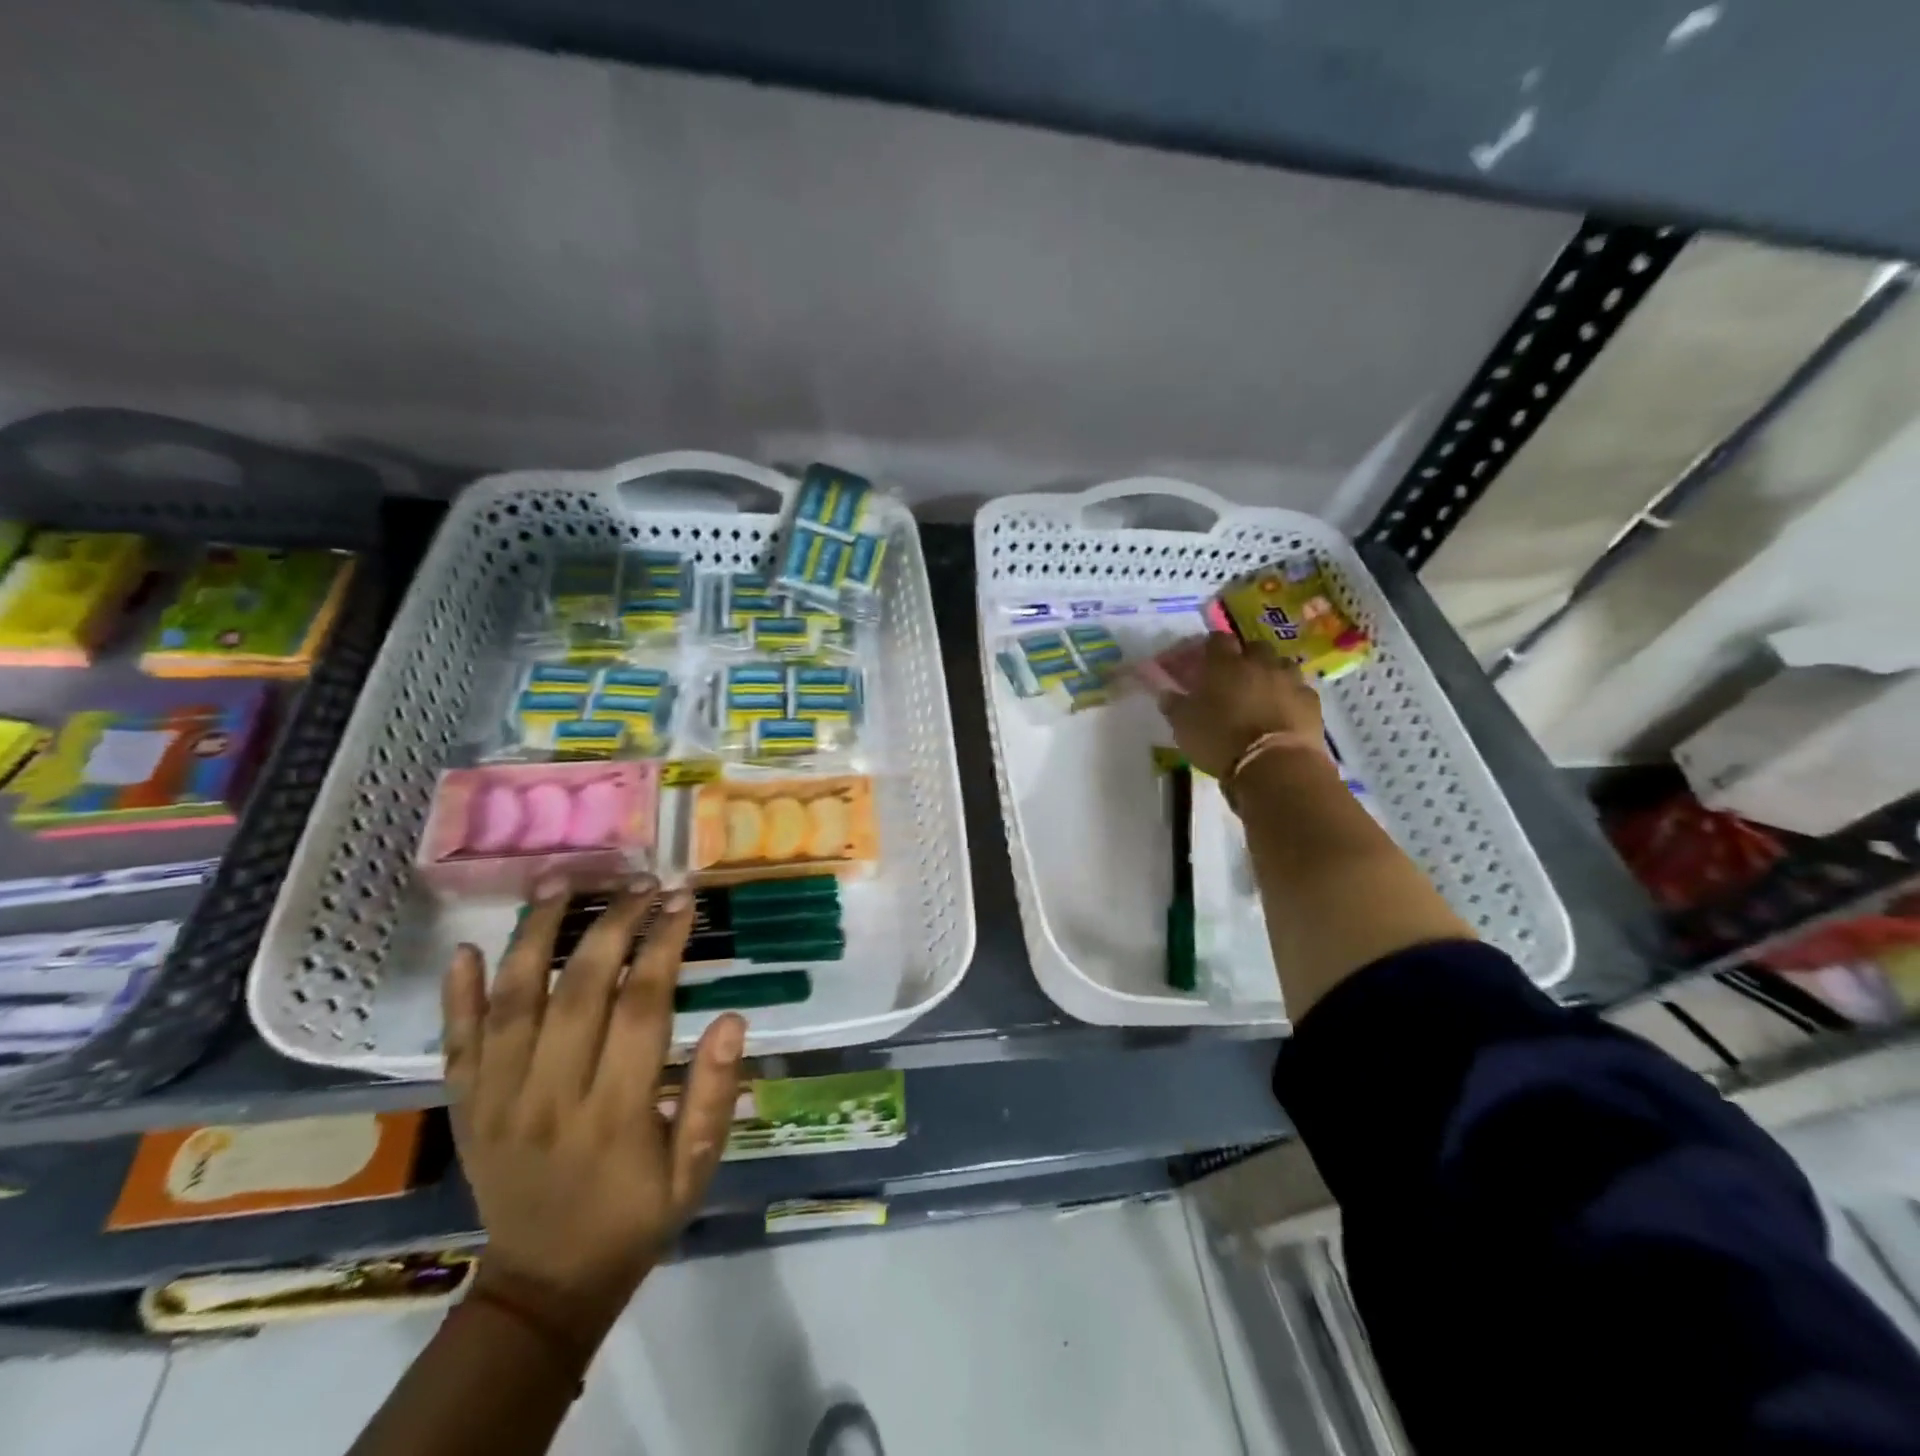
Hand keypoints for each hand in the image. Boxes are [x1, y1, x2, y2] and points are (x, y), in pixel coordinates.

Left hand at [441, 876, 744, 1345]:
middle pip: (578, 988)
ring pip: (512, 1001)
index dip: (663, 945)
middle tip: (641, 880)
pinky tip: (467, 948)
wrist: (544, 1285)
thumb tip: (732, 1019)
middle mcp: (550, 1095)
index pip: (641, 1006)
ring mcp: (497, 1100)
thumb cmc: (635, 1218)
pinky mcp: (465, 1107)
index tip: (682, 901)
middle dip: (613, 922)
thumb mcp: (696, 1170)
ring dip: (536, 934)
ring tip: (563, 882)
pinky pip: (456, 1043)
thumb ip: (715, 1095)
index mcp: (615, 1113)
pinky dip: (456, 995)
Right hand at [1157, 631, 1322, 779]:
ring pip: (1282, 664)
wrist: (1274, 764)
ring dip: (1273, 672)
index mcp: (1225, 665)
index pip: (1217, 640)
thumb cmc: (1220, 740)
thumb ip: (1174, 706)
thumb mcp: (1184, 726)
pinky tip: (1284, 711)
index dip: (1211, 646)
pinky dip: (1291, 696)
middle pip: (1255, 647)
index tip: (1206, 657)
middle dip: (1246, 656)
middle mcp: (1259, 664)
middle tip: (1237, 675)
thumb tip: (1166, 692)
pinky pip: (1300, 690)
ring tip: (1264, 691)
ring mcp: (1289, 680)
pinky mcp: (1311, 701)